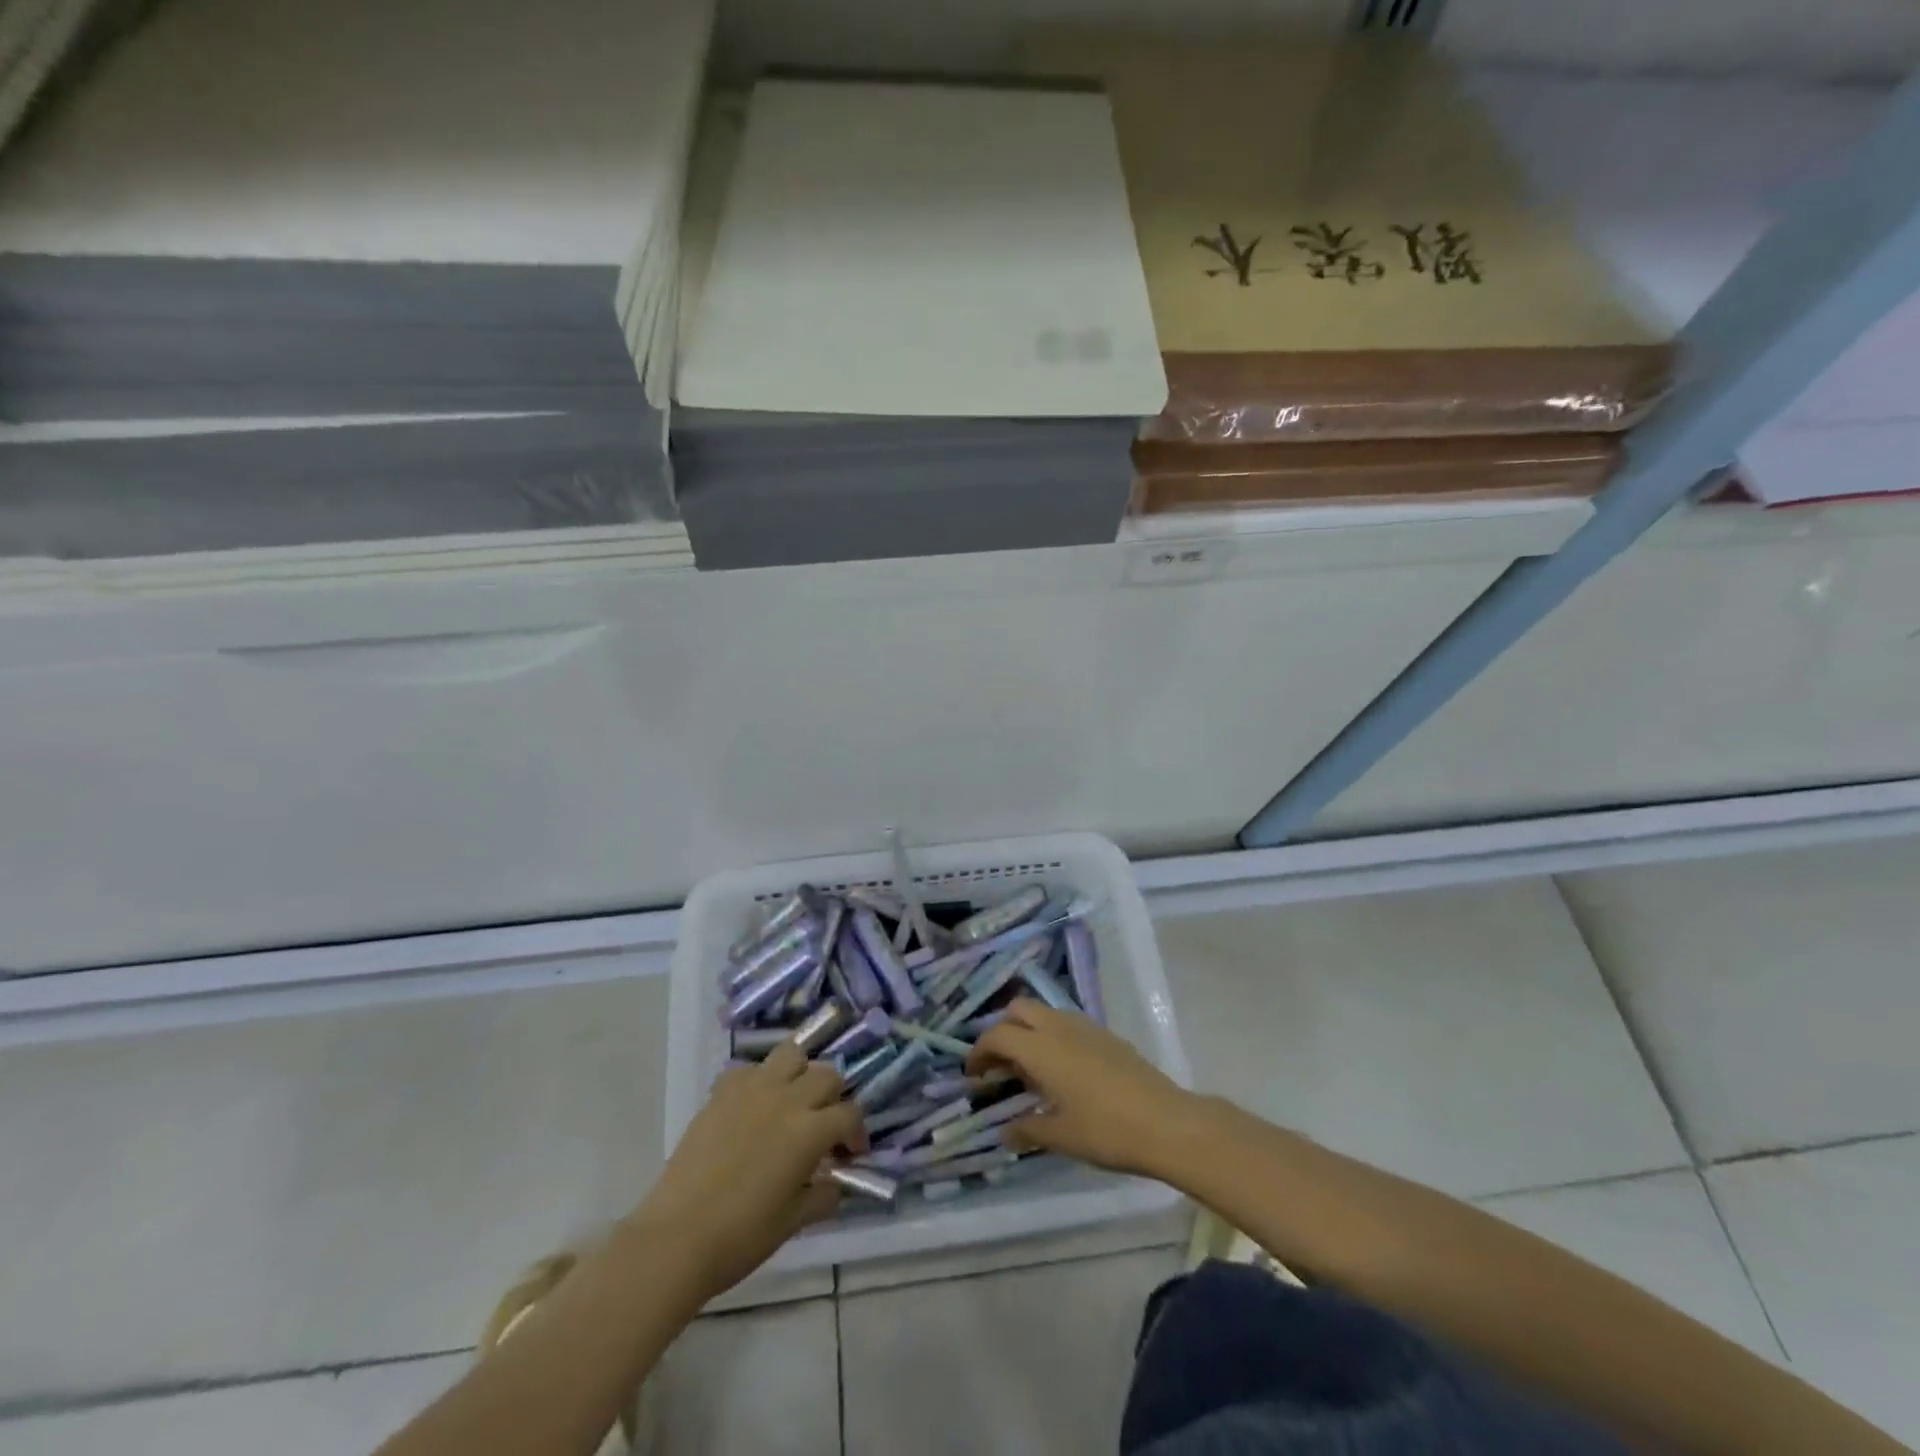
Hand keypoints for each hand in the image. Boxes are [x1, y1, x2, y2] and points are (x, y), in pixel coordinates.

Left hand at [629, 1043, 866, 1304]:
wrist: (676, 1237)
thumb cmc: (740, 1236)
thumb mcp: (793, 1222)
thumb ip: (823, 1196)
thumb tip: (835, 1183)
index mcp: (810, 1131)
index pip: (850, 1114)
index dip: (857, 1133)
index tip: (849, 1154)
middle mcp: (787, 1099)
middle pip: (827, 1075)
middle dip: (834, 1098)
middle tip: (824, 1125)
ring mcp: (753, 1089)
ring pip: (792, 1054)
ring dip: (801, 1072)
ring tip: (793, 1100)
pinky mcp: (722, 1091)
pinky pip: (749, 1068)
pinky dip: (759, 1080)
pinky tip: (754, 1106)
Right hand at [966, 999, 1200, 1178]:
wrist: (1166, 1122)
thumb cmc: (1106, 1130)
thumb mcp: (1061, 1136)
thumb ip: (1027, 1130)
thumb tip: (1004, 1133)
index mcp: (1040, 1048)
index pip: (997, 1035)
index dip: (979, 1051)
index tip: (973, 1075)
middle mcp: (1059, 1027)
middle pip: (1019, 1009)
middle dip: (1002, 1030)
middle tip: (1000, 1065)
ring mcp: (1085, 1027)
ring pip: (1045, 1012)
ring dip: (1029, 1030)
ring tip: (1031, 1070)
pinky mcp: (1106, 1034)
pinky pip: (1067, 1022)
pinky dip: (1052, 1035)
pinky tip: (1063, 1070)